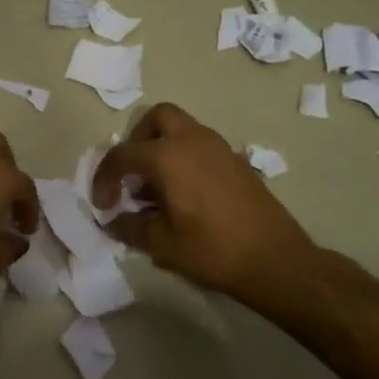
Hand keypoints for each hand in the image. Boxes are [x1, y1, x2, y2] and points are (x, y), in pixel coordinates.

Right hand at [92, 103, 319, 302]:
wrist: (275, 261)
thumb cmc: (212, 250)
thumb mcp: (161, 244)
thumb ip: (130, 227)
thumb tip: (112, 220)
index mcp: (169, 157)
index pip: (123, 155)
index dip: (104, 178)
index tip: (103, 204)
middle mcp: (193, 141)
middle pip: (157, 118)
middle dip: (137, 140)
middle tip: (132, 174)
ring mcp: (219, 148)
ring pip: (181, 129)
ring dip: (161, 149)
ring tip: (155, 190)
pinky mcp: (237, 162)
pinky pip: (200, 146)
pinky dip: (183, 158)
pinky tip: (183, 196)